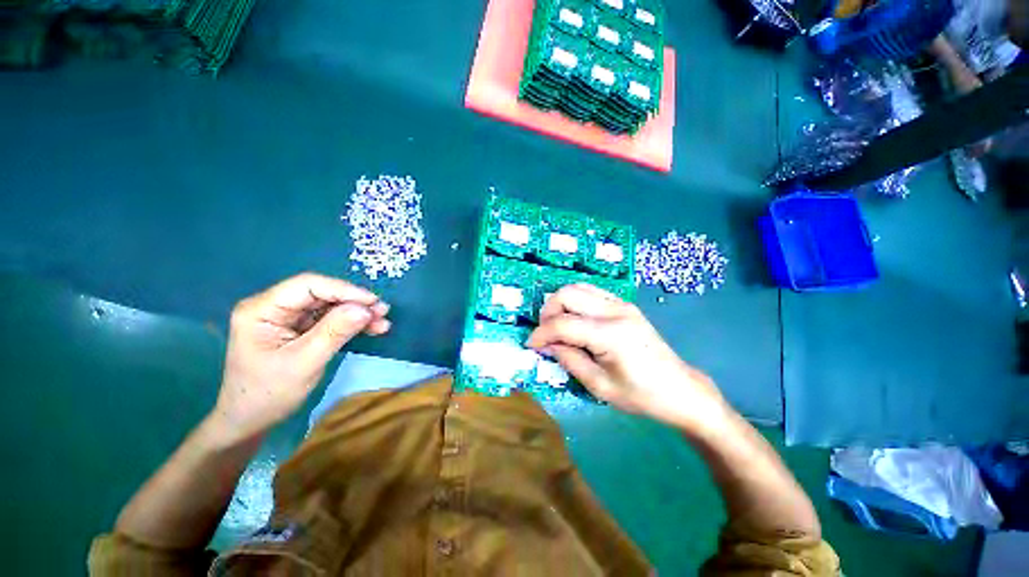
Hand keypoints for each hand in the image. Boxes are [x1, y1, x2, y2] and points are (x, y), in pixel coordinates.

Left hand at [211, 273, 390, 441]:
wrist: (250, 421)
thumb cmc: (268, 394)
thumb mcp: (304, 363)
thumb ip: (334, 332)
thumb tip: (365, 309)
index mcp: (262, 310)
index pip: (308, 286)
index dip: (344, 290)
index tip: (373, 302)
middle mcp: (274, 307)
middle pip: (322, 294)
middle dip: (354, 303)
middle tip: (383, 312)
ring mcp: (287, 318)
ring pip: (330, 306)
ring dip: (357, 313)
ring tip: (382, 322)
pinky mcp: (299, 328)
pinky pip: (330, 319)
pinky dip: (351, 323)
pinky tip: (371, 328)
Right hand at [527, 284, 730, 432]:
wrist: (680, 389)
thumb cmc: (641, 395)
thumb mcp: (599, 386)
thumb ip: (569, 359)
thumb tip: (546, 345)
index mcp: (610, 334)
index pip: (563, 324)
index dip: (541, 333)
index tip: (531, 345)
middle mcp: (615, 311)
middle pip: (567, 294)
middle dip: (548, 311)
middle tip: (545, 334)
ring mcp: (622, 304)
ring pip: (578, 287)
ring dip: (560, 303)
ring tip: (556, 326)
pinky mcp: (625, 304)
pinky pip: (591, 292)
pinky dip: (575, 301)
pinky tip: (575, 319)